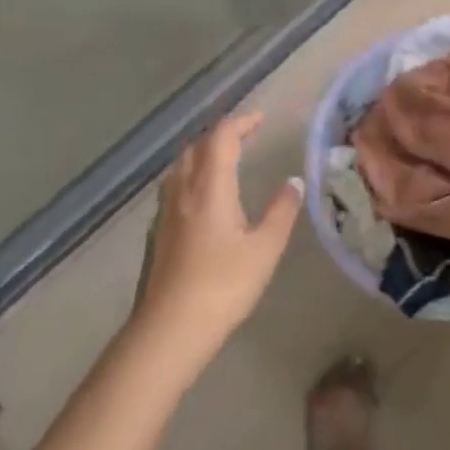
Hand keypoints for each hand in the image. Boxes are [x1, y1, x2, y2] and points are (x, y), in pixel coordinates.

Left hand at [136, 112, 302, 360]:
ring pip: (179, 168)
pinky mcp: (156, 235)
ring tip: (224, 161)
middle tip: (245, 136)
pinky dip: (191, 178)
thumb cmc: (223, 286)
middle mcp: (183, 192)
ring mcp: (164, 214)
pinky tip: (202, 199)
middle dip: (220, 135)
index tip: (261, 119)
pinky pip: (173, 189)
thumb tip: (293, 182)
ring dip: (202, 154)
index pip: (221, 138)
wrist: (168, 331)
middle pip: (195, 148)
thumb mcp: (264, 249)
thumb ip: (281, 211)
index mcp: (210, 188)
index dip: (241, 122)